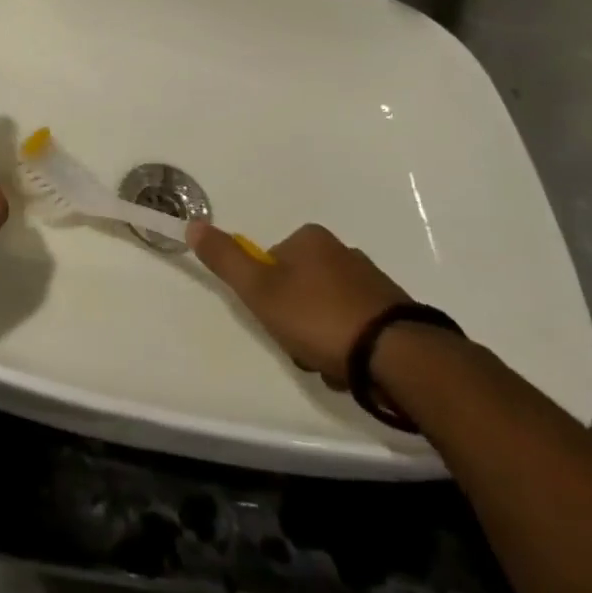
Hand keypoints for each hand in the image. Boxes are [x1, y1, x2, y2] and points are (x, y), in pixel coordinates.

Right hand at [188, 221, 409, 385]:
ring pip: (326, 311)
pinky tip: (350, 368)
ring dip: (321, 339)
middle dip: (295, 321)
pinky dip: (348, 347)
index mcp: (311, 239)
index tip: (275, 320)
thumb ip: (226, 259)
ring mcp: (372, 282)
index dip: (266, 295)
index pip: (270, 263)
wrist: (398, 356)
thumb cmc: (319, 318)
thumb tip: (193, 225)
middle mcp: (343, 251)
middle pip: (298, 288)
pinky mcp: (394, 312)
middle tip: (301, 347)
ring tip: (328, 364)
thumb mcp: (260, 290)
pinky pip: (355, 327)